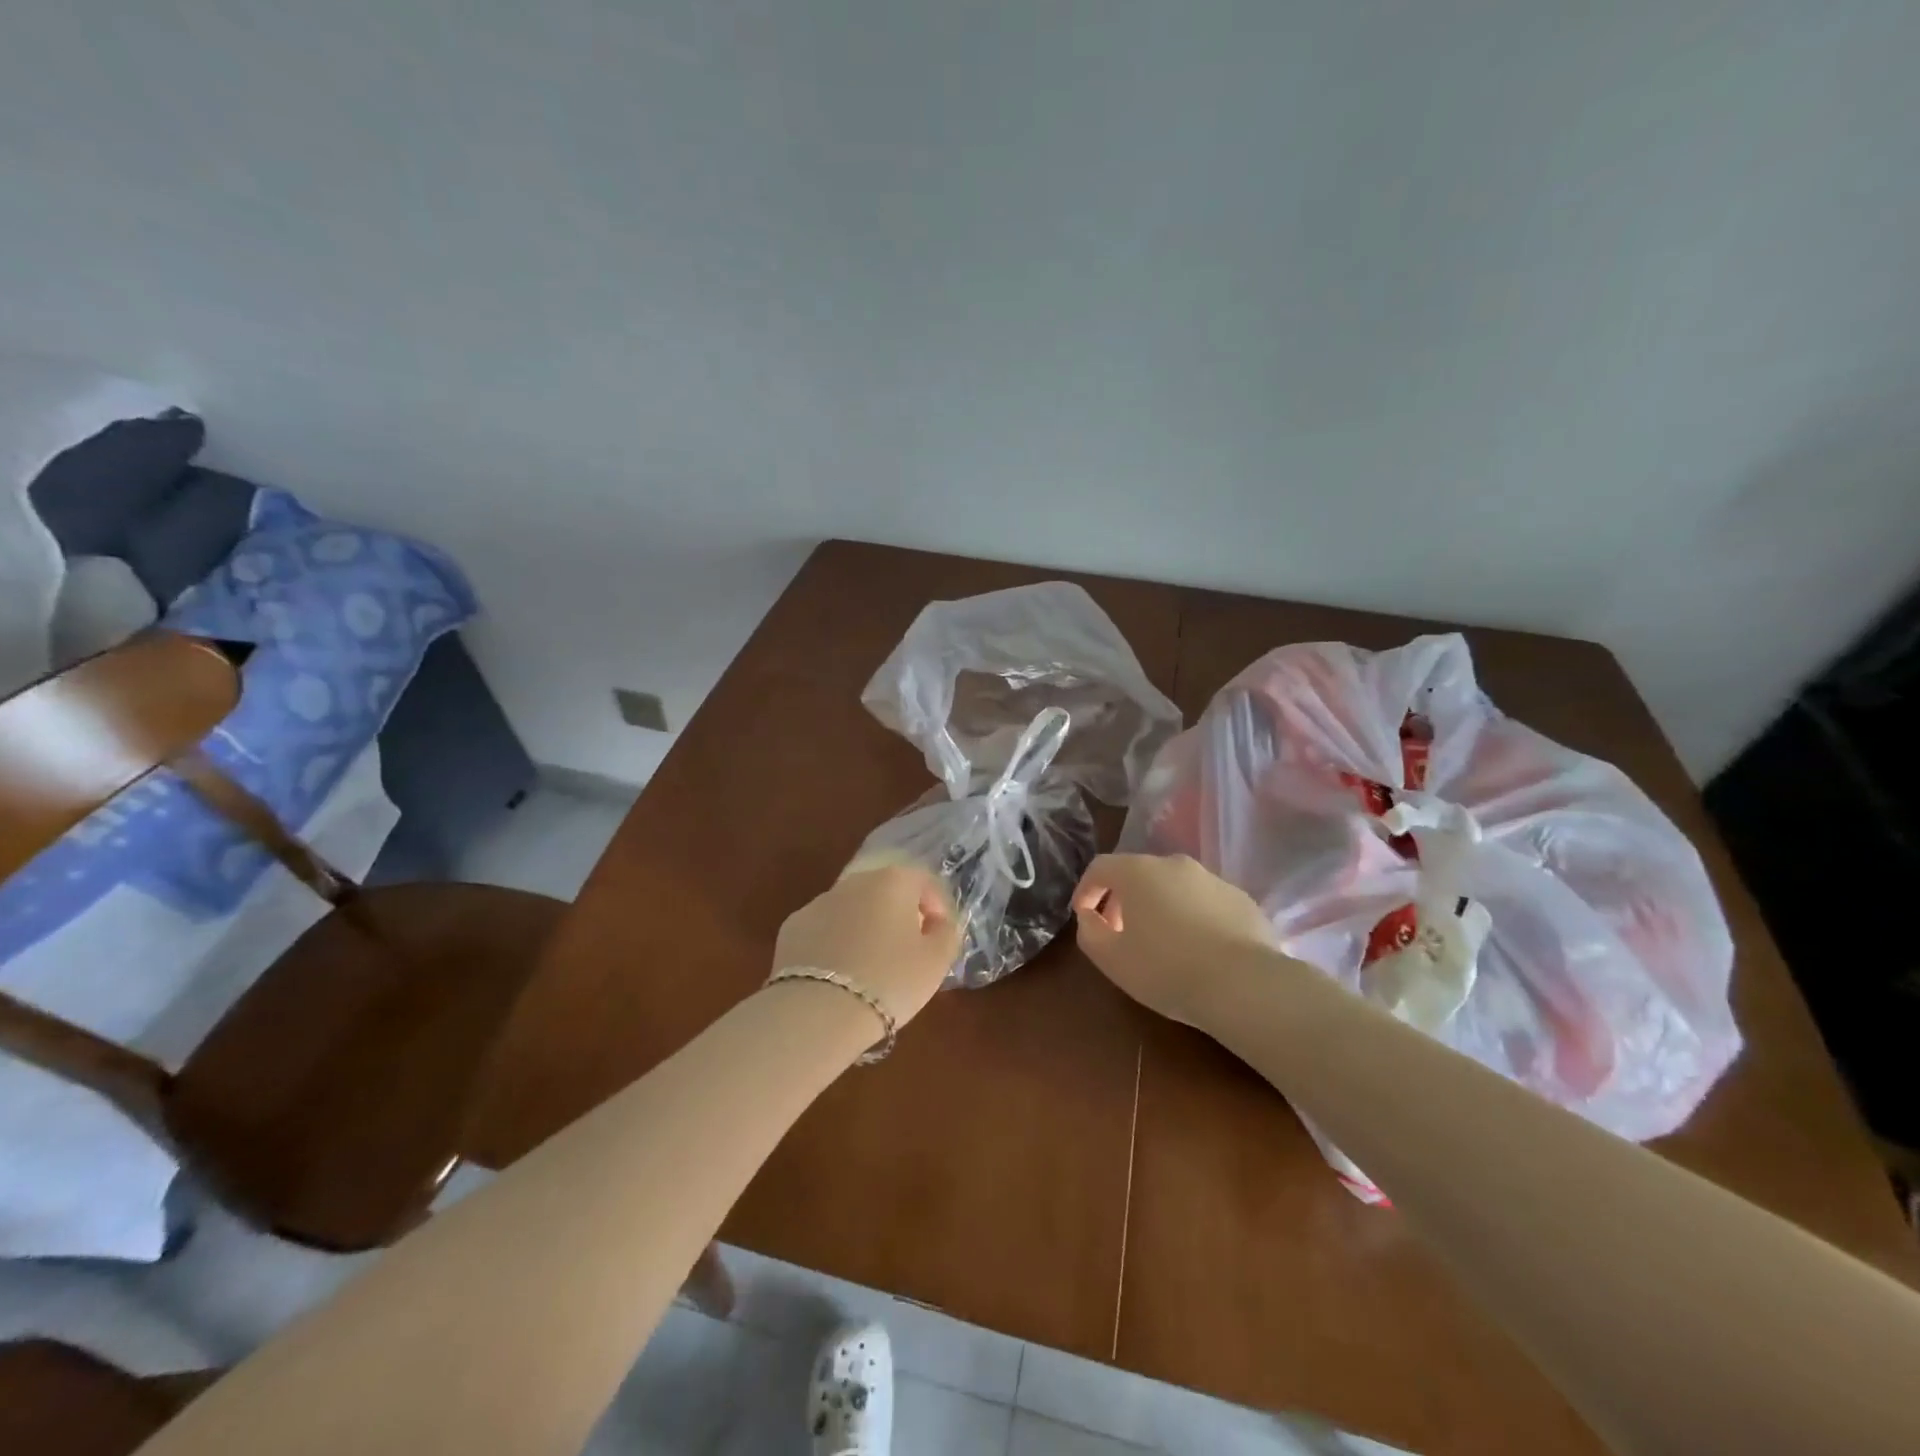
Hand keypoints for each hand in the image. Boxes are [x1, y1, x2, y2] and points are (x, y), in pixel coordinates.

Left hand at [773, 863, 961, 1028]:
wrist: (817, 1011)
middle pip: (886, 891)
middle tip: (907, 952)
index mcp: (893, 881)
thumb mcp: (936, 961)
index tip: (939, 937)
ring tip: (870, 968)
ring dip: (866, 928)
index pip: (925, 881)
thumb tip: (938, 923)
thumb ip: (947, 933)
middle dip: (899, 916)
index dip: (937, 908)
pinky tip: (839, 975)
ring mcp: (819, 902)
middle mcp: (855, 882)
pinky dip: (836, 943)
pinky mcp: (792, 927)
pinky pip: (825, 930)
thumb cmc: (889, 981)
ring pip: (853, 909)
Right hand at [1072, 854, 1278, 1027]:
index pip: (1100, 867)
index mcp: (1138, 871)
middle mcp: (1174, 864)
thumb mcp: (1111, 959)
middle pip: (1138, 874)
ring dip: (1160, 907)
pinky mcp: (1241, 899)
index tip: (1084, 916)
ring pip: (1174, 887)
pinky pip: (1205, 902)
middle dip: (1123, 899)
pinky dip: (1193, 917)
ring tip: (1162, 944)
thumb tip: (1090, 916)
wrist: (1244, 986)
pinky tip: (1198, 949)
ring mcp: (1212, 879)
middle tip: (1120, 933)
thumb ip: (1089, 931)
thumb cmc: (1166, 969)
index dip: (1086, 890)